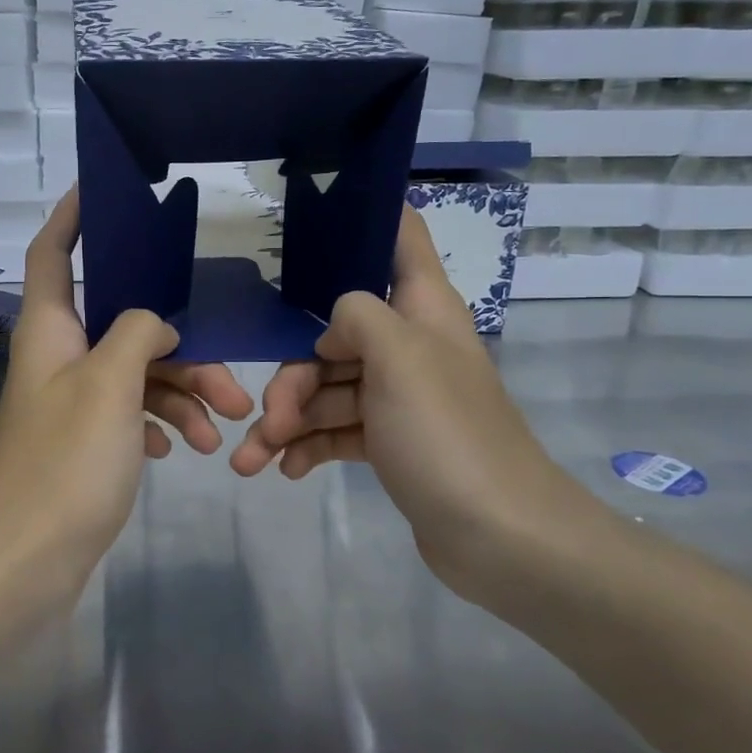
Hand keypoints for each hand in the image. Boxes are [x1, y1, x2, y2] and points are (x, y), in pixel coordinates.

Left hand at [0, 189, 251, 588]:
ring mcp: (72, 401)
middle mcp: (59, 357)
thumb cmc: (65, 462)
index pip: (52, 252)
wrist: (26, 560)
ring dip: (182, 395)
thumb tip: (156, 325)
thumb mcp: (110, 384)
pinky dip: (161, 424)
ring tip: (223, 432)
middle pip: (123, 323)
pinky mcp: (85, 441)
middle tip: (230, 379)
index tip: (103, 189)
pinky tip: (183, 448)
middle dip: (179, 344)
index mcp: (50, 329)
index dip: (72, 216)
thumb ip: (139, 334)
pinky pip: (132, 413)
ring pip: (137, 374)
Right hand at [229, 207, 587, 592]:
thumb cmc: (447, 433)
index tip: (310, 216)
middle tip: (266, 416)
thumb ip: (357, 316)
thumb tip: (332, 326)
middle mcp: (410, 345)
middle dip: (292, 375)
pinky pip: (336, 431)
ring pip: (327, 390)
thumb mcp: (399, 357)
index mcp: (423, 309)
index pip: (400, 238)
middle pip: (335, 335)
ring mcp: (398, 397)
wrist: (499, 536)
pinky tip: (284, 470)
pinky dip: (306, 446)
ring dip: (286, 421)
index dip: (363, 216)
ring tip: (251, 460)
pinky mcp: (390, 442)